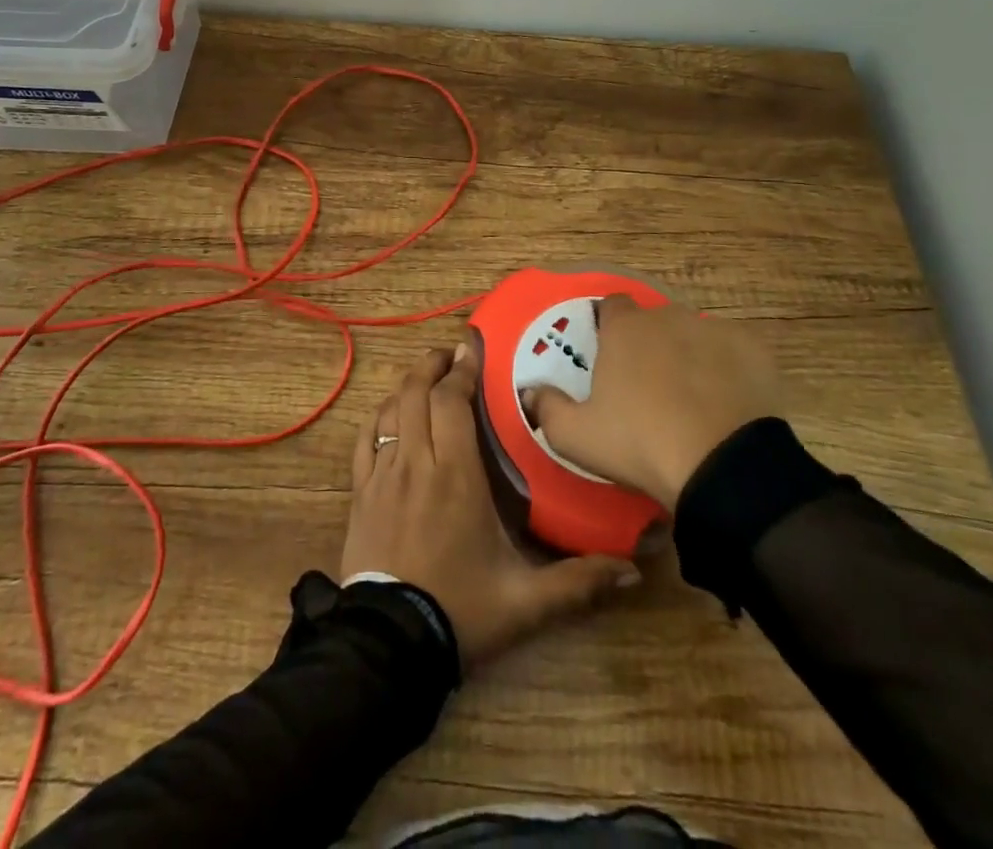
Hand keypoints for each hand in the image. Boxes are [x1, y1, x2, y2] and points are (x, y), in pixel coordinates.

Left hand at [342, 345, 638, 668]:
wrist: (389, 645)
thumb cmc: (460, 610)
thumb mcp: (526, 602)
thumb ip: (578, 583)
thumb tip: (633, 570)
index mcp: (456, 474)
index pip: (453, 402)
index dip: (461, 370)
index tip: (472, 347)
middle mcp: (416, 461)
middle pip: (417, 393)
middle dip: (433, 365)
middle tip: (450, 353)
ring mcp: (382, 475)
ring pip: (389, 410)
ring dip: (407, 386)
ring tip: (425, 376)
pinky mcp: (359, 493)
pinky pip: (364, 440)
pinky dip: (377, 417)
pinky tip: (387, 414)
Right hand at [523, 295, 780, 511]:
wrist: (723, 468)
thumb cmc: (640, 444)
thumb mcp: (576, 437)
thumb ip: (547, 408)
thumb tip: (530, 392)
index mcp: (625, 328)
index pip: (611, 306)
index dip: (608, 328)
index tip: (609, 357)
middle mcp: (668, 316)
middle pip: (654, 321)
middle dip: (650, 344)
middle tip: (648, 387)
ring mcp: (714, 330)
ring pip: (694, 335)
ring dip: (688, 355)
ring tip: (691, 399)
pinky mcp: (754, 350)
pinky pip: (733, 352)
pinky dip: (727, 369)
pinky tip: (726, 402)